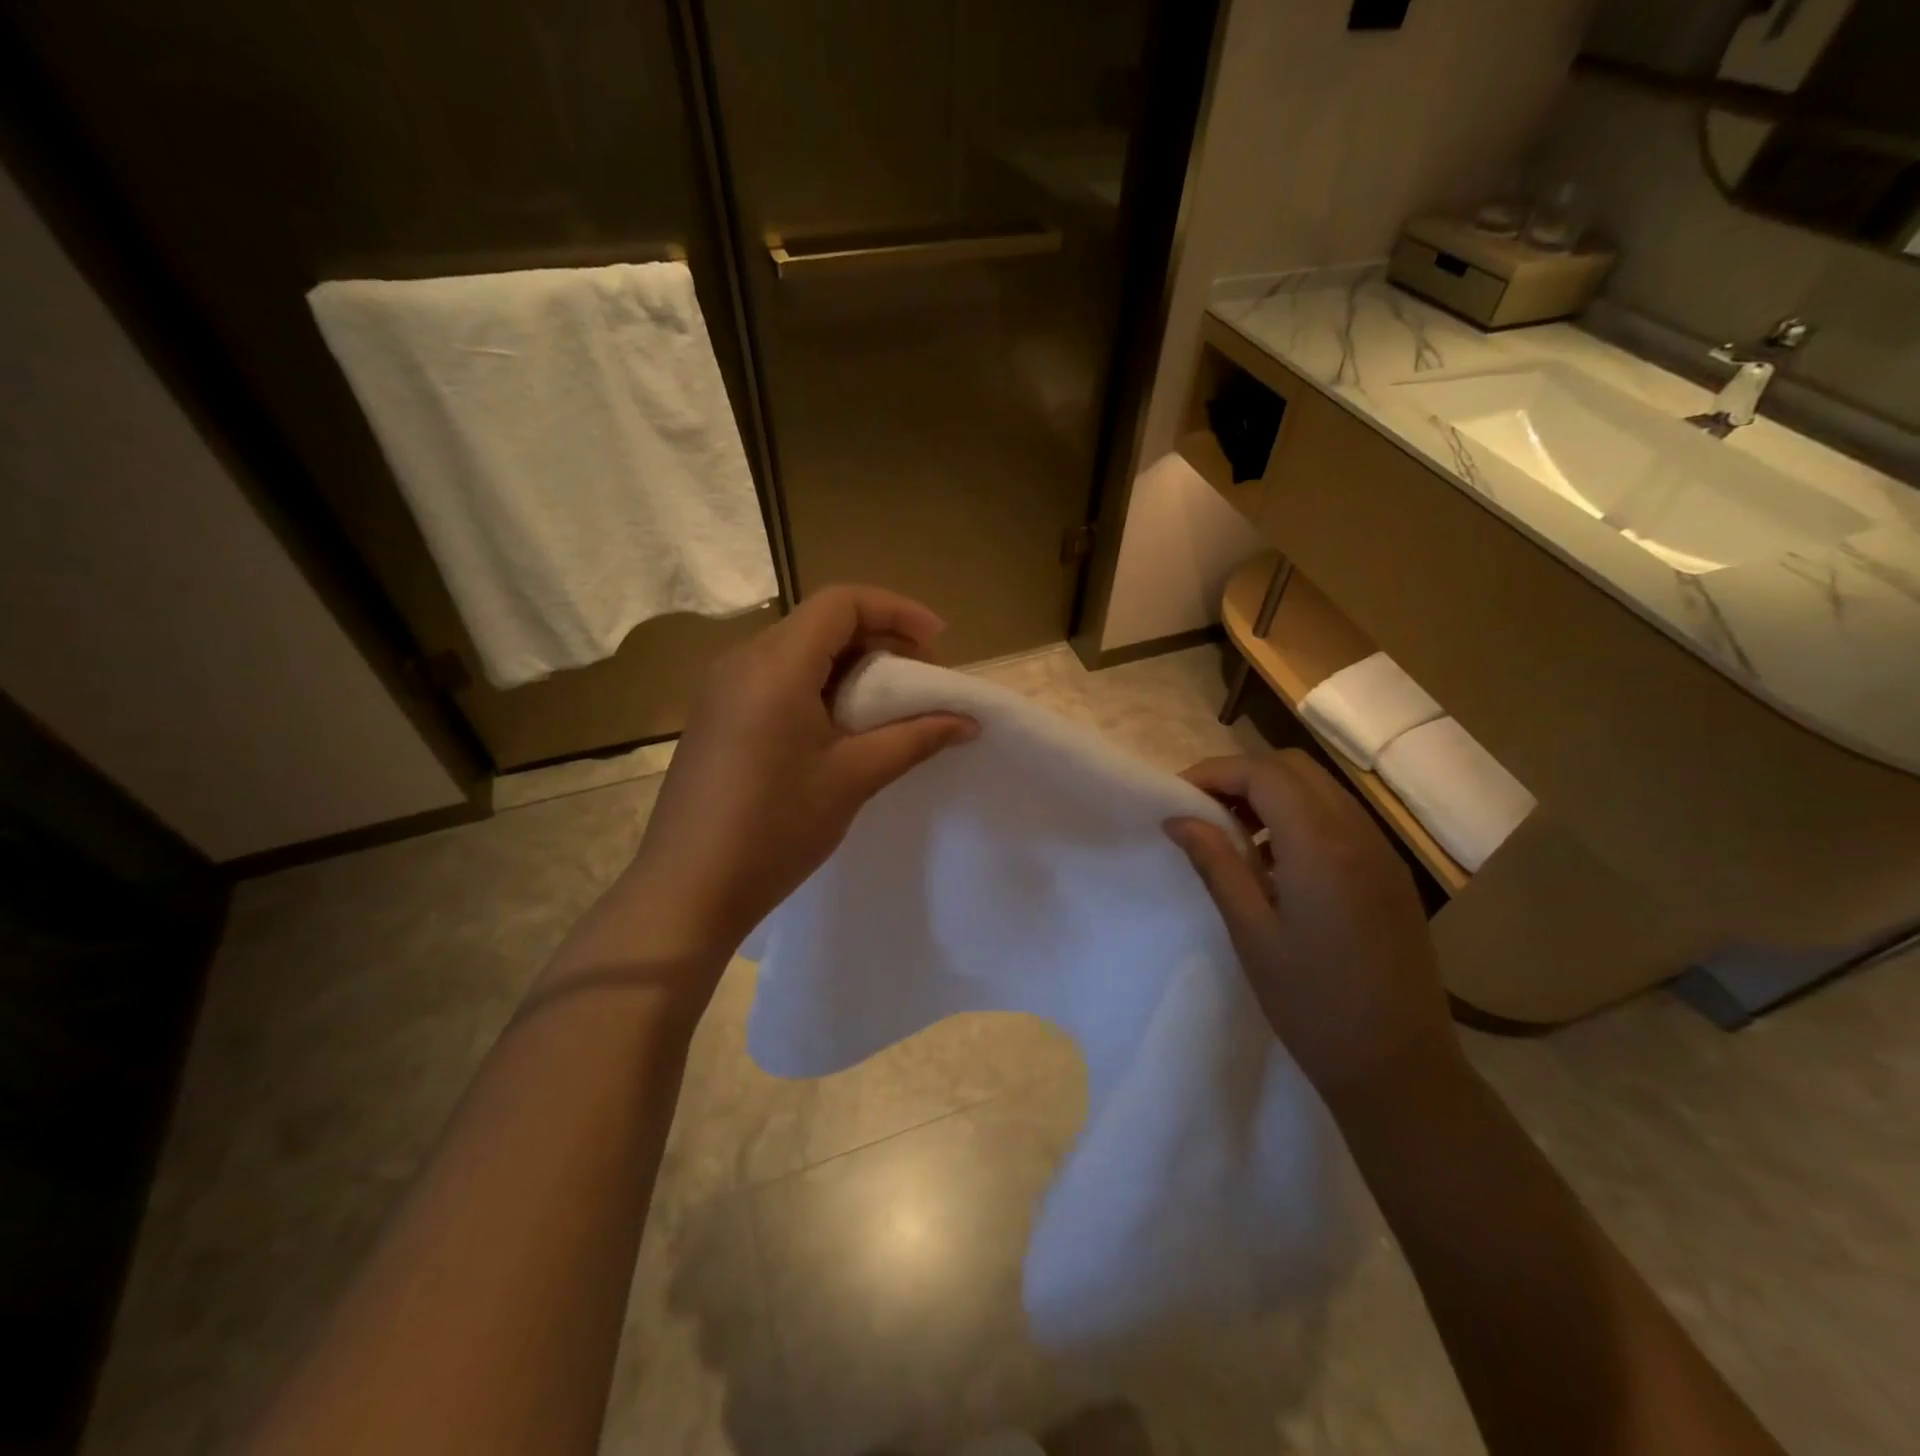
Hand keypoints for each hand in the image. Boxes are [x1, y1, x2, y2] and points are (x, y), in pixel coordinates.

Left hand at [620, 585, 973, 966]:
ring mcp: (722, 688)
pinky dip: (818, 685)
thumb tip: (967, 721)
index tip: (939, 644)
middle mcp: (743, 661)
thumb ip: (915, 738)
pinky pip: (775, 678)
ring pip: (798, 650)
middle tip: (922, 678)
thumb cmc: (776, 828)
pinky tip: (840, 726)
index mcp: (776, 665)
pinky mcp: (716, 715)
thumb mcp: (854, 778)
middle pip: (820, 622)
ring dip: (850, 664)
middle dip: (879, 638)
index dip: (897, 611)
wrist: (688, 888)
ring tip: (889, 703)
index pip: (841, 603)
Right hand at [1165, 750, 1462, 1107]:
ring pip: (1320, 789)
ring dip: (1271, 793)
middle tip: (1202, 810)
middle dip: (1242, 775)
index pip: (1264, 774)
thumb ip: (1216, 864)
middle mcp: (1359, 835)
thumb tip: (1179, 818)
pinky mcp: (1390, 874)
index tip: (1178, 796)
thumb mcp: (1251, 933)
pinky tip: (1275, 860)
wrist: (1399, 1067)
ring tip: (1233, 833)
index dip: (1215, 773)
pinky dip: (1299, 816)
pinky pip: (1340, 818)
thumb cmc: (1312, 1004)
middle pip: (1295, 768)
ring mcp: (1382, 853)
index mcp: (1322, 847)